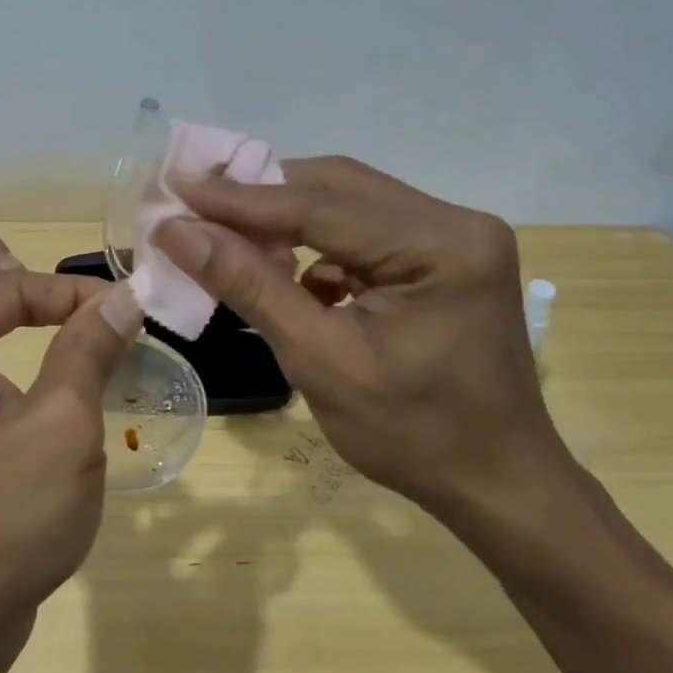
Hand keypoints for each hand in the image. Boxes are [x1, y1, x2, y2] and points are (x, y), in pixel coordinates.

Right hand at [153, 157, 577, 541]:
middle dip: (260, 196)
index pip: (321, 205)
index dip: (240, 199)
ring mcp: (454, 236)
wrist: (496, 483)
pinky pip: (365, 230)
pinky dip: (317, 243)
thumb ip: (251, 287)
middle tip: (194, 201)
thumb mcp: (321, 362)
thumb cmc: (413, 436)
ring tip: (226, 230)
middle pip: (337, 188)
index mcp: (440, 246)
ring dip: (285, 216)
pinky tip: (286, 269)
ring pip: (348, 203)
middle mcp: (455, 221)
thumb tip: (179, 232)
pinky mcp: (442, 256)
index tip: (177, 189)